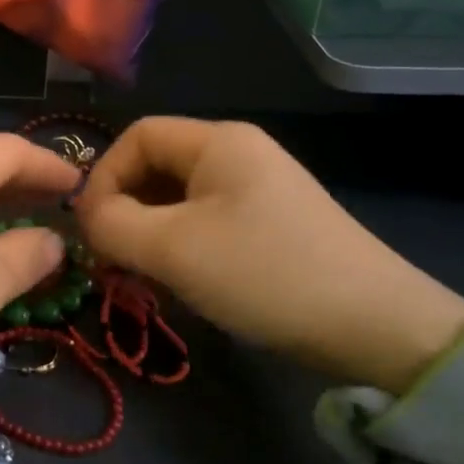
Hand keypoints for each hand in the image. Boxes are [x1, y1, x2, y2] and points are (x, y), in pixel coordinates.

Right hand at [76, 118, 463, 392]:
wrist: (375, 327)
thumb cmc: (264, 273)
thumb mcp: (173, 249)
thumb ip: (112, 225)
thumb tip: (87, 217)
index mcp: (218, 141)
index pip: (137, 137)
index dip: (103, 176)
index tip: (91, 229)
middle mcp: (239, 154)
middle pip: (156, 167)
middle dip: (124, 210)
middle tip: (111, 260)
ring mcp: (259, 190)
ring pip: (178, 200)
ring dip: (150, 234)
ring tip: (142, 277)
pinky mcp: (272, 225)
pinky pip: (206, 223)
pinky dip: (181, 247)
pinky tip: (181, 284)